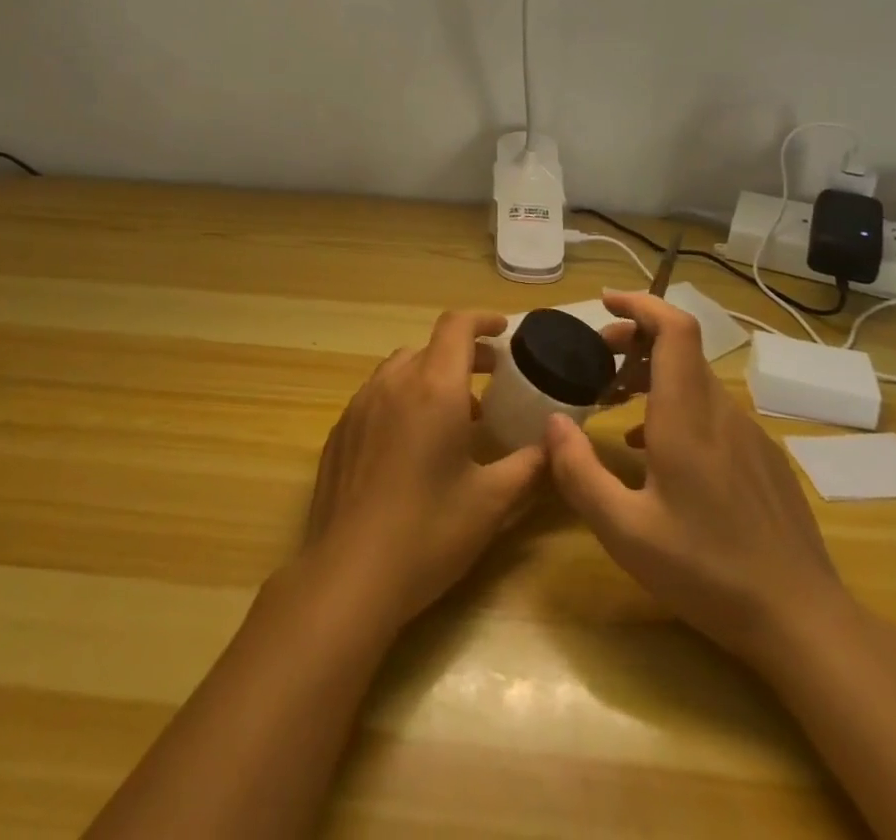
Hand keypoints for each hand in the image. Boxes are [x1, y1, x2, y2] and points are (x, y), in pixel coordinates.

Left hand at [300, 311, 547, 630]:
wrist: (348, 575)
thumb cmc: (428, 533)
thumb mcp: (491, 503)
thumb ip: (528, 466)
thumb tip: (555, 446)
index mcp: (434, 388)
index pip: (457, 326)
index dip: (483, 320)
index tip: (505, 331)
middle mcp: (393, 383)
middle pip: (430, 346)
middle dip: (464, 354)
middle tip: (492, 378)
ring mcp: (360, 405)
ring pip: (400, 368)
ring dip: (431, 375)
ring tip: (455, 414)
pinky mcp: (340, 430)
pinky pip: (377, 395)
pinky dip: (403, 397)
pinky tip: (412, 442)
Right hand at [545, 289, 847, 665]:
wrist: (804, 621)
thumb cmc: (707, 571)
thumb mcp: (624, 531)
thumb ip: (579, 472)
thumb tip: (553, 423)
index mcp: (687, 417)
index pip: (674, 330)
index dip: (641, 304)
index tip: (605, 302)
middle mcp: (722, 412)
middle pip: (680, 348)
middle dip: (632, 340)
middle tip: (595, 361)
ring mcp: (750, 435)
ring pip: (695, 379)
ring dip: (651, 374)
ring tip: (615, 402)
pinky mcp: (764, 459)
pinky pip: (713, 410)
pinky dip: (677, 404)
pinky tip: (657, 450)